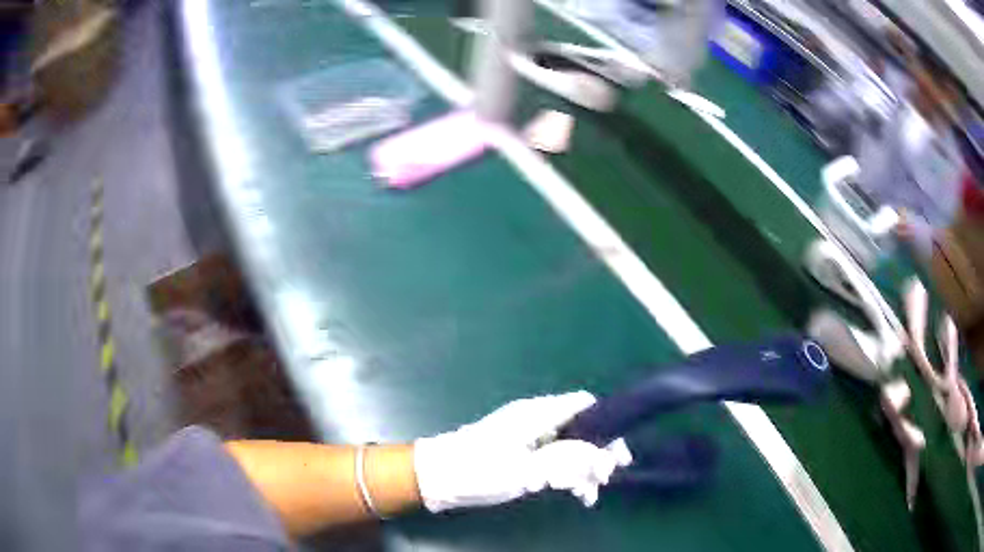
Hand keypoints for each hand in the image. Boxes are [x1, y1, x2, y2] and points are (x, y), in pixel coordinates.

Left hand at [413, 391, 631, 511]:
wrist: (435, 477)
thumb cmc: (478, 469)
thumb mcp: (525, 469)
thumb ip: (567, 461)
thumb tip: (604, 457)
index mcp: (537, 414)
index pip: (584, 405)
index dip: (607, 425)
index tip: (618, 454)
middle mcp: (536, 420)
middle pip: (580, 428)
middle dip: (598, 452)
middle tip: (607, 478)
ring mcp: (528, 437)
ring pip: (570, 446)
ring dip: (584, 468)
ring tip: (591, 493)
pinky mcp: (521, 453)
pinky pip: (554, 458)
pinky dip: (568, 473)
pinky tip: (576, 494)